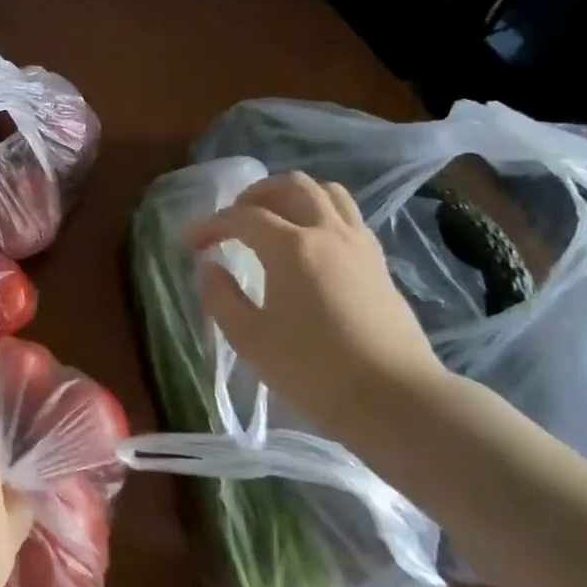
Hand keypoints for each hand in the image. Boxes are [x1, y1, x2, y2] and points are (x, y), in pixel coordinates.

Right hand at [188, 171, 445, 434]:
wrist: (396, 400)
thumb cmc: (314, 370)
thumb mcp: (251, 339)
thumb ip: (221, 297)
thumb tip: (209, 267)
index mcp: (292, 248)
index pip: (244, 217)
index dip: (212, 224)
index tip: (190, 241)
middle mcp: (328, 233)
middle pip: (292, 186)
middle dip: (255, 195)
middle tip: (234, 218)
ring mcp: (360, 245)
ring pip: (327, 194)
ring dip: (293, 197)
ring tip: (273, 220)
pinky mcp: (379, 264)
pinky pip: (347, 217)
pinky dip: (320, 215)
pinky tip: (308, 246)